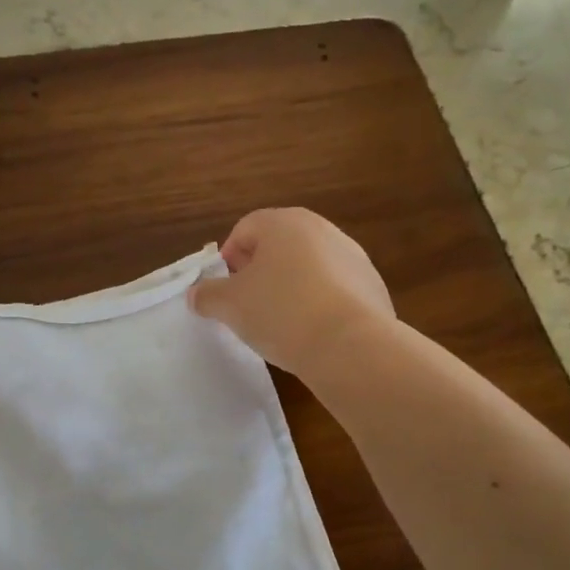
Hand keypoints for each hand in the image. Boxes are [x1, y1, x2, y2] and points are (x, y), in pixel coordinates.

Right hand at [188, 208, 393, 376]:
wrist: (350, 346)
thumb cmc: (280, 313)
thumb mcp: (229, 306)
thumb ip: (207, 295)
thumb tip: (197, 293)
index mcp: (284, 223)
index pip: (245, 229)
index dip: (227, 258)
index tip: (223, 290)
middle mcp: (321, 229)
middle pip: (279, 245)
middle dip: (259, 272)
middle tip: (248, 305)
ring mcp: (352, 256)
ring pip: (308, 267)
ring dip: (291, 287)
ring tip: (281, 322)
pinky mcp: (373, 285)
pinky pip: (334, 289)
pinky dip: (319, 303)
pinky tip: (313, 332)